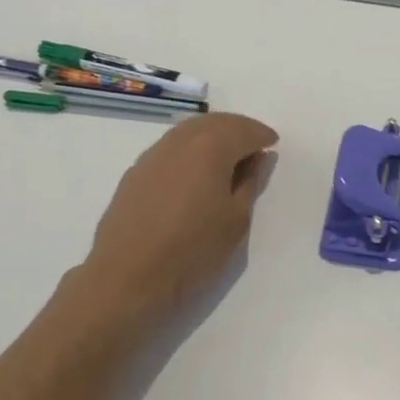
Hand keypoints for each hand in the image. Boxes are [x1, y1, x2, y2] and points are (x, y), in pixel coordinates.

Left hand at [84, 112, 278, 320]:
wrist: (127, 277)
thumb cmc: (192, 251)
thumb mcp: (236, 220)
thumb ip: (251, 182)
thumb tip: (258, 158)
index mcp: (211, 147)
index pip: (244, 130)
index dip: (262, 136)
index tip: (272, 145)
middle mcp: (181, 140)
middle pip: (215, 122)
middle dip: (238, 128)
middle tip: (253, 145)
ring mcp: (153, 154)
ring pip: (190, 130)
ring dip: (213, 135)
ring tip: (227, 157)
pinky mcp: (136, 171)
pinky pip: (171, 147)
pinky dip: (190, 148)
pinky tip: (194, 171)